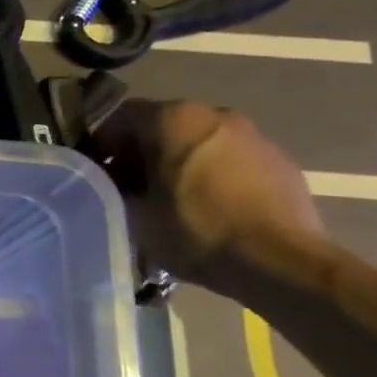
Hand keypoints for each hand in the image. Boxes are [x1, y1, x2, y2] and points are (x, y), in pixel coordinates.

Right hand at [89, 98, 323, 292]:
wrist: (282, 262)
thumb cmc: (196, 230)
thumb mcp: (134, 213)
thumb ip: (114, 187)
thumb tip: (108, 181)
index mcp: (174, 118)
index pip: (121, 117)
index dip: (101, 144)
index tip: (94, 174)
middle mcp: (215, 114)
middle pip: (161, 126)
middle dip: (140, 154)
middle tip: (126, 189)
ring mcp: (253, 135)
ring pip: (196, 142)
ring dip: (175, 164)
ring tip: (167, 202)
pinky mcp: (278, 161)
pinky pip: (228, 159)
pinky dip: (209, 174)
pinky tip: (206, 208)